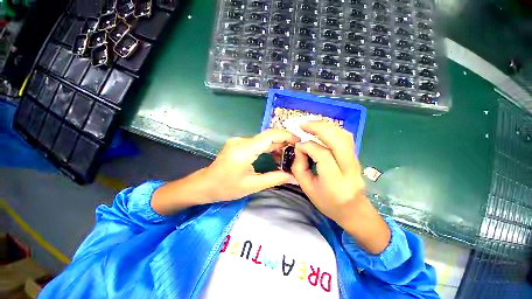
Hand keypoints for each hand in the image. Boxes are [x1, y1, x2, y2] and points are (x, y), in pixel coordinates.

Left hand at [153, 129, 298, 214]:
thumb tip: (294, 177)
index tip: (298, 141)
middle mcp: (242, 141)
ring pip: (263, 140)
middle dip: (284, 142)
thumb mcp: (252, 185)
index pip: (269, 135)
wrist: (205, 184)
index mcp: (244, 150)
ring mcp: (240, 141)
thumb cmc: (226, 187)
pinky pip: (258, 143)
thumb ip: (275, 179)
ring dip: (276, 146)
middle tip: (296, 153)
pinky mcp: (239, 144)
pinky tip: (275, 156)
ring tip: (288, 157)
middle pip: (268, 136)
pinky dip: (268, 148)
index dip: (286, 136)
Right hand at [291, 121, 389, 253]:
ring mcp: (356, 162)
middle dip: (319, 128)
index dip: (308, 146)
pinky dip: (333, 130)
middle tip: (303, 124)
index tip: (298, 145)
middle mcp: (349, 169)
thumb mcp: (307, 188)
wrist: (353, 210)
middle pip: (338, 140)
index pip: (323, 155)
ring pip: (344, 136)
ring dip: (326, 126)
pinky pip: (346, 138)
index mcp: (335, 181)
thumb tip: (300, 147)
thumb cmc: (327, 202)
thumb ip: (299, 167)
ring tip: (311, 124)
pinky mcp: (356, 157)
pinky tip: (323, 129)